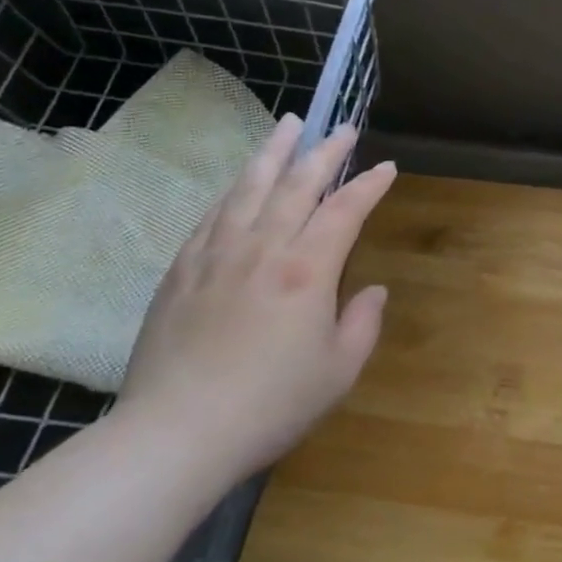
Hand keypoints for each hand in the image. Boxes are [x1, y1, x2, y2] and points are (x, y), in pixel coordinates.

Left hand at [117, 115, 397, 483]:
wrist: (175, 435)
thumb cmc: (271, 404)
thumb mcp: (339, 371)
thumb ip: (364, 323)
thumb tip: (373, 291)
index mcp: (306, 270)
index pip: (345, 211)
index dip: (369, 186)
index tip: (387, 169)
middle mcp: (262, 248)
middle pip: (296, 185)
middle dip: (324, 152)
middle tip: (342, 129)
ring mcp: (216, 256)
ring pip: (248, 188)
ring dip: (273, 154)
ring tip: (287, 126)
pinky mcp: (180, 272)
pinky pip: (211, 217)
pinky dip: (233, 192)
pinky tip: (240, 184)